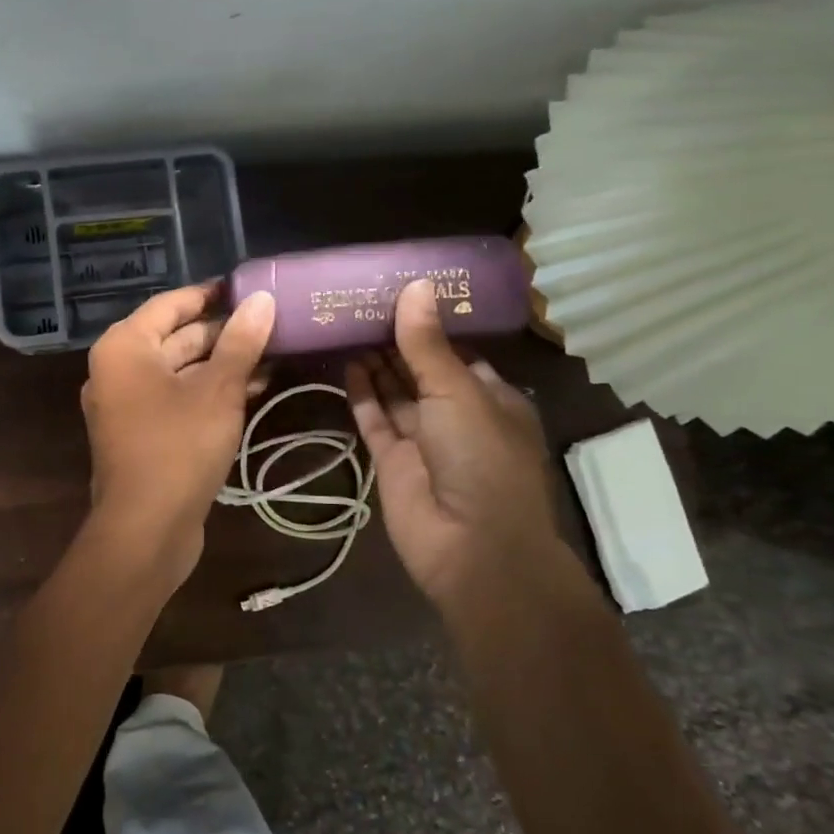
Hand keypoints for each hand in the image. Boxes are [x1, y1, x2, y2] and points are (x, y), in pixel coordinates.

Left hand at [81, 283, 275, 575]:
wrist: (146, 529)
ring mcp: (127, 405)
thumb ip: (241, 341)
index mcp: (125, 347)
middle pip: (176, 338)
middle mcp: (118, 370)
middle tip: (272, 324)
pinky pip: (177, 399)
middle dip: (224, 333)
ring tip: (274, 355)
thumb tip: (262, 300)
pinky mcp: (142, 435)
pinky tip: (253, 389)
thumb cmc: (178, 446)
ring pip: (180, 372)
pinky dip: (210, 393)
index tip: (250, 288)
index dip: (211, 294)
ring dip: (223, 365)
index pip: (171, 304)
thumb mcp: (218, 390)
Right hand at [345, 280, 567, 615]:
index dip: (428, 323)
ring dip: (375, 363)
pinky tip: (344, 363)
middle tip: (360, 302)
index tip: (397, 291)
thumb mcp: (459, 393)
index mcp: (489, 396)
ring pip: (395, 393)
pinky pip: (374, 420)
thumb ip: (429, 346)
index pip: (456, 351)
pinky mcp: (391, 461)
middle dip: (395, 340)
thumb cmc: (482, 459)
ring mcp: (422, 439)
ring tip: (346, 323)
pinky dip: (361, 394)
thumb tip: (416, 286)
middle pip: (421, 369)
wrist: (472, 547)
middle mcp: (456, 415)